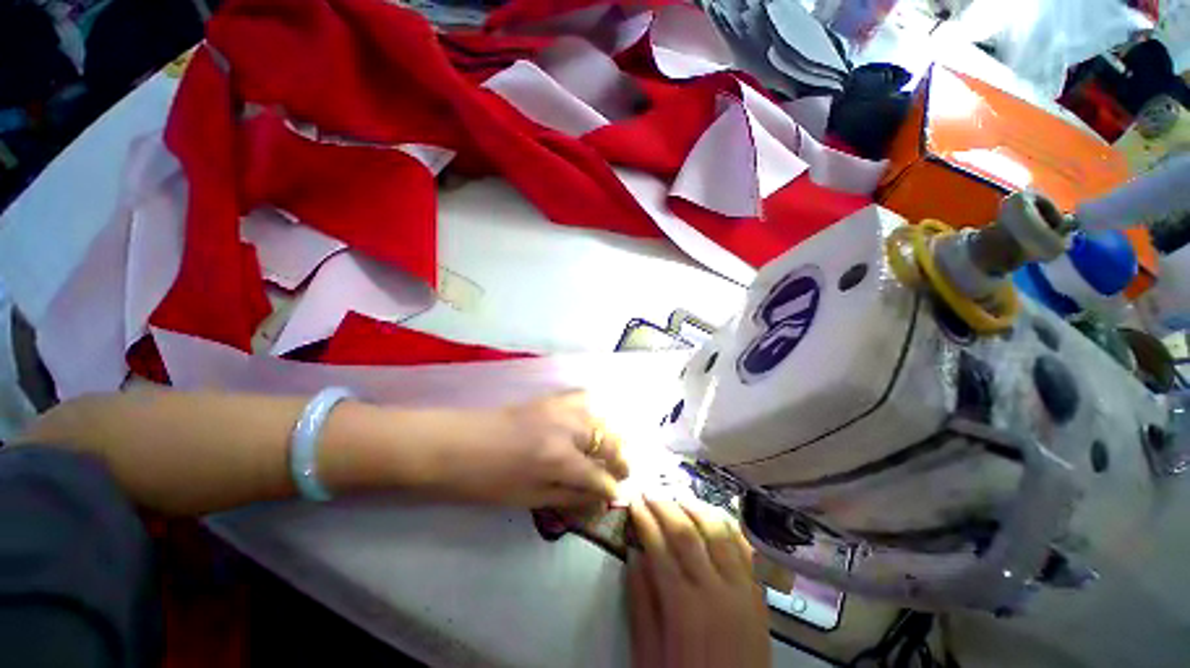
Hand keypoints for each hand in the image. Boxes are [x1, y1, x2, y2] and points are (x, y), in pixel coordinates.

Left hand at [428, 391, 628, 507]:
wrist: (454, 444)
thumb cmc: (486, 480)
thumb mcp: (528, 498)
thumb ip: (568, 495)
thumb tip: (597, 497)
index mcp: (559, 460)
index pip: (599, 475)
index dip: (610, 487)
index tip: (616, 494)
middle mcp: (567, 429)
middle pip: (609, 441)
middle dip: (621, 459)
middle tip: (622, 470)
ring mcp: (559, 408)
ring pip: (601, 416)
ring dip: (613, 433)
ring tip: (613, 446)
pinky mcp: (549, 397)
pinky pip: (582, 396)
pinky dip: (594, 409)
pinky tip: (594, 419)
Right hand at [628, 498, 770, 667]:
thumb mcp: (650, 657)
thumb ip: (641, 605)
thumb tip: (633, 555)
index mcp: (684, 607)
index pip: (659, 546)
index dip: (644, 519)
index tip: (633, 500)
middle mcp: (715, 590)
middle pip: (687, 532)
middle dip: (665, 505)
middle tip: (651, 491)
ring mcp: (742, 590)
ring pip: (719, 532)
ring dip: (696, 507)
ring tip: (679, 495)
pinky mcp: (760, 596)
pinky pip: (747, 550)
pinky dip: (730, 527)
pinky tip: (716, 515)